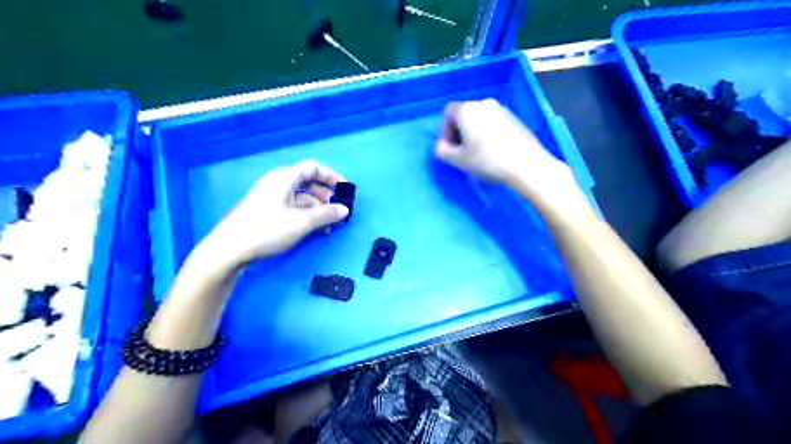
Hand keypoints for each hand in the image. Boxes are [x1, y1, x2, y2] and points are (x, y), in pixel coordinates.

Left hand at [199, 160, 346, 267]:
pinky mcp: (267, 212)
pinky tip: (315, 230)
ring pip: (302, 198)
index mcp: (284, 178)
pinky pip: (293, 208)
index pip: (313, 167)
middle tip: (338, 211)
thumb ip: (326, 214)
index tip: (345, 189)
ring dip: (318, 209)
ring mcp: (271, 198)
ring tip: (329, 226)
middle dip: (326, 196)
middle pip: (308, 183)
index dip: (331, 176)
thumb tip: (345, 210)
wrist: (229, 250)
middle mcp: (278, 183)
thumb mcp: (301, 222)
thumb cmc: (267, 229)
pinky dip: (306, 216)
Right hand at [435, 97, 564, 183]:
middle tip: (461, 152)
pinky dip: (488, 133)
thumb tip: (440, 147)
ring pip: (480, 119)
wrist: (525, 164)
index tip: (449, 148)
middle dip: (459, 131)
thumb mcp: (458, 160)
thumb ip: (443, 152)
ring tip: (478, 153)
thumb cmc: (487, 160)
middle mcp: (484, 103)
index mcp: (467, 109)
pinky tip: (494, 150)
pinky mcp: (515, 118)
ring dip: (474, 133)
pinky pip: (494, 122)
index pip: (448, 112)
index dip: (444, 130)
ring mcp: (502, 109)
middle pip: (464, 114)